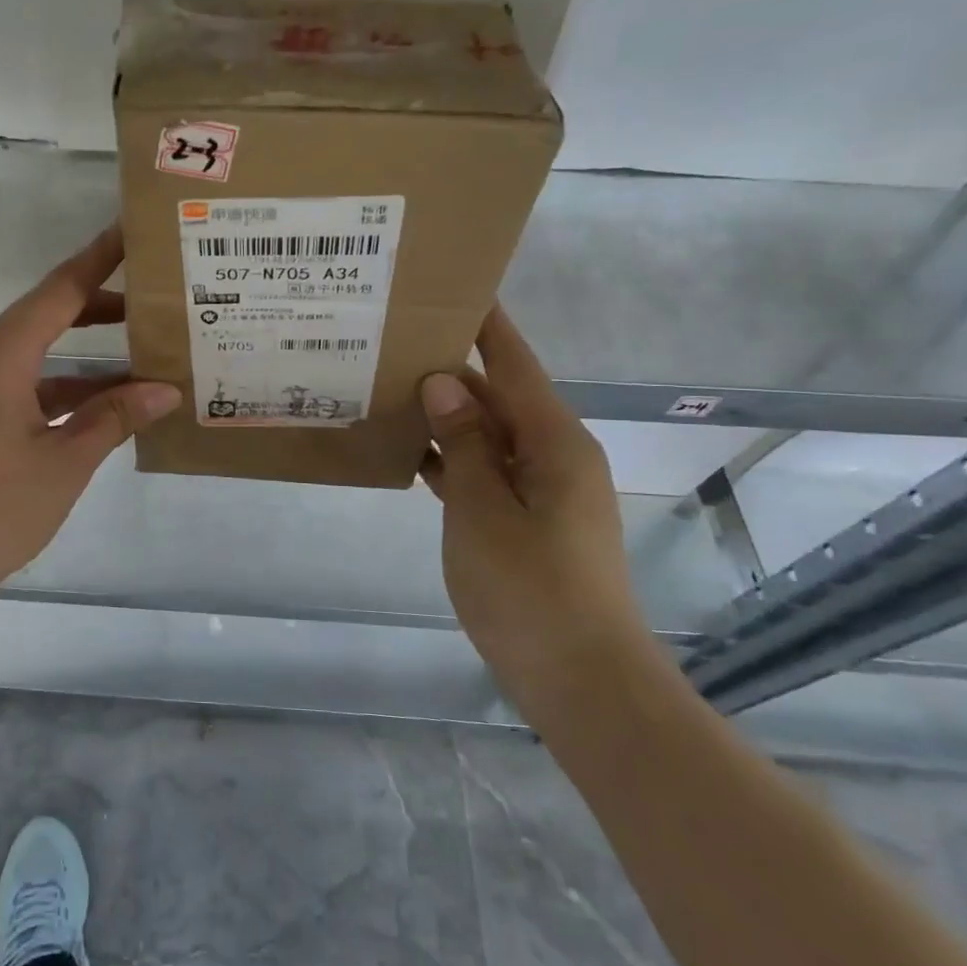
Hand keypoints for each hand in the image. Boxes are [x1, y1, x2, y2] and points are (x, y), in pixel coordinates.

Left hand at [0, 224, 180, 608]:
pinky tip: (107, 412)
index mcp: (4, 356)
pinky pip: (31, 391)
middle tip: (156, 299)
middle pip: (50, 316)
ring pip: (42, 359)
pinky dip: (69, 393)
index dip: (100, 257)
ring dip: (89, 358)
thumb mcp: (63, 462)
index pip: (61, 290)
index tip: (133, 229)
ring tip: (147, 357)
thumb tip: (165, 390)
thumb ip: (113, 419)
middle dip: (102, 306)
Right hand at [419, 310, 650, 701]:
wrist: (580, 679)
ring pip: (486, 435)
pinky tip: (406, 454)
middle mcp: (552, 455)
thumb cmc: (530, 589)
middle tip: (393, 341)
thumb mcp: (482, 510)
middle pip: (498, 395)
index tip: (453, 286)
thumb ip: (462, 442)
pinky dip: (450, 460)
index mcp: (554, 441)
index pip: (514, 363)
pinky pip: (483, 472)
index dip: (486, 324)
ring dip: (444, 416)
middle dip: (451, 369)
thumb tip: (443, 381)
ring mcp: (539, 490)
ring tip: (387, 388)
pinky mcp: (524, 521)